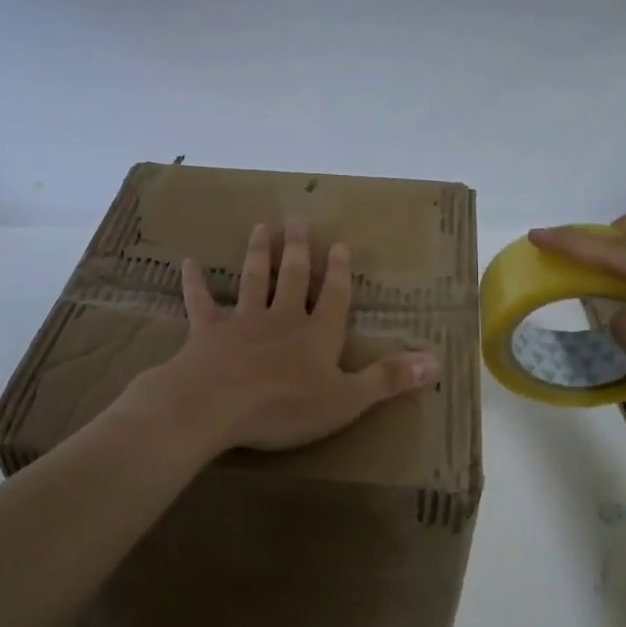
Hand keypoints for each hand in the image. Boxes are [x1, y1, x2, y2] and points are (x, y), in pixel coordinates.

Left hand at [135, 219, 437, 454]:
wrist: (215, 405)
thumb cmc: (285, 406)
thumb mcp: (346, 400)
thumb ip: (387, 379)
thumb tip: (436, 361)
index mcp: (317, 334)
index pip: (334, 297)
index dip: (339, 272)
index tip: (340, 244)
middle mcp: (282, 318)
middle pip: (292, 276)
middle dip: (297, 248)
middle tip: (296, 220)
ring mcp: (243, 321)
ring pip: (253, 279)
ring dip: (258, 254)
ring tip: (260, 228)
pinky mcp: (207, 332)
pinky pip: (201, 303)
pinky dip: (196, 284)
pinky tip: (189, 264)